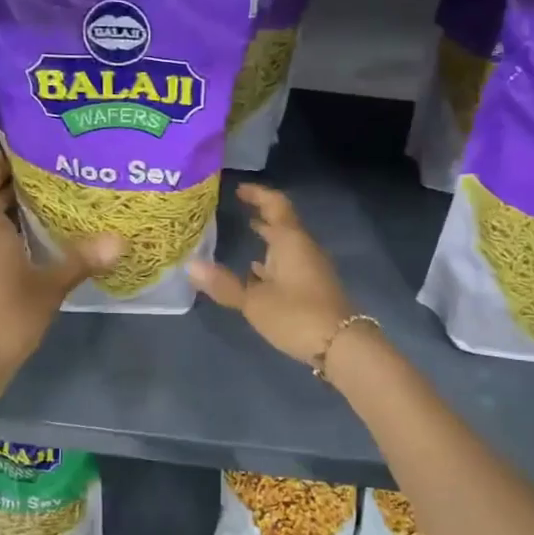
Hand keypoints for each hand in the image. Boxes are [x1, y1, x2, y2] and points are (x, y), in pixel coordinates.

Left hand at [0, 150, 122, 380]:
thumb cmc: (9, 315)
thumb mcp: (51, 285)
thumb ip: (82, 259)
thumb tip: (119, 239)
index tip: (21, 143)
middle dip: (9, 179)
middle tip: (45, 165)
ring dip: (9, 203)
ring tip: (45, 193)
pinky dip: (9, 226)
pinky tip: (35, 235)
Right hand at [188, 184, 354, 366]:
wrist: (342, 345)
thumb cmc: (297, 315)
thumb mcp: (255, 302)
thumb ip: (224, 284)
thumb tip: (190, 266)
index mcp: (290, 241)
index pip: (275, 205)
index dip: (258, 194)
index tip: (239, 189)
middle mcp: (303, 248)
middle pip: (282, 222)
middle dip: (261, 214)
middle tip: (237, 208)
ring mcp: (311, 268)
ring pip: (286, 244)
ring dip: (268, 238)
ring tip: (244, 234)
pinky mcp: (313, 287)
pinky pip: (290, 264)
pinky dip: (273, 261)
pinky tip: (257, 272)